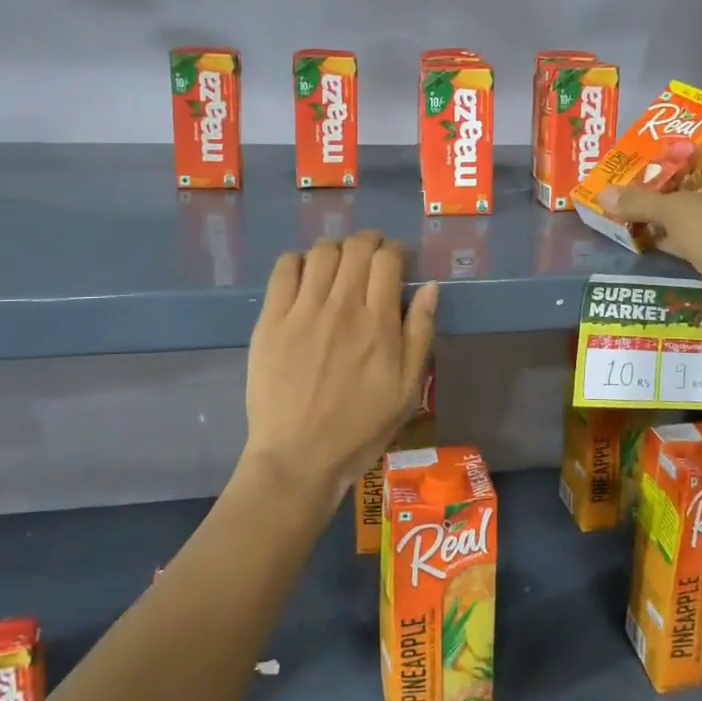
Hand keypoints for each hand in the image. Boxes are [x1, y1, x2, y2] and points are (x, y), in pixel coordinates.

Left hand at [242, 233, 438, 517]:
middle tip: (372, 257)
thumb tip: (431, 287)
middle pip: (356, 248)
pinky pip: (285, 269)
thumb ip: (421, 333)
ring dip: (337, 249)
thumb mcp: (407, 390)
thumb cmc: (360, 428)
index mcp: (378, 324)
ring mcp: (302, 311)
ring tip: (340, 265)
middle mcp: (341, 307)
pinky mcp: (271, 320)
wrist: (297, 458)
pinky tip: (306, 276)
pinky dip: (299, 261)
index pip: (388, 260)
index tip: (399, 261)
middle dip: (369, 242)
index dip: (396, 251)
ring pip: (321, 252)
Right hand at [598, 150, 701, 314]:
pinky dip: (683, 238)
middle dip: (679, 184)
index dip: (695, 149)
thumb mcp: (673, 209)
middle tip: (647, 178)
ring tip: (643, 207)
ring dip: (679, 214)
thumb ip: (639, 200)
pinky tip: (653, 237)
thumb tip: (602, 194)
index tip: (665, 151)